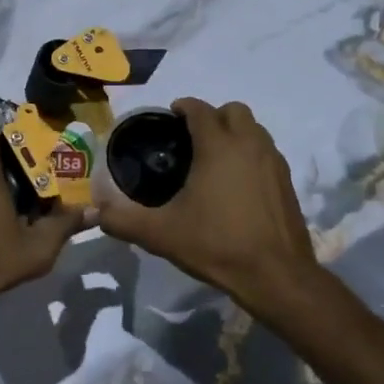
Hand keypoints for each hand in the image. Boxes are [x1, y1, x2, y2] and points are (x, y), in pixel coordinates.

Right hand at [97, 99, 320, 312]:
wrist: (277, 276)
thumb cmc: (217, 244)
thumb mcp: (162, 234)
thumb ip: (124, 220)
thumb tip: (96, 212)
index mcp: (218, 146)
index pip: (200, 109)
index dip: (183, 107)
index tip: (169, 118)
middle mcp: (249, 144)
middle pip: (233, 110)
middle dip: (213, 116)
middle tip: (192, 138)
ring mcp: (273, 161)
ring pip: (254, 129)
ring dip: (235, 133)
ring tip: (214, 158)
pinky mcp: (287, 181)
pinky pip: (266, 152)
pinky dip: (251, 154)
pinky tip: (237, 183)